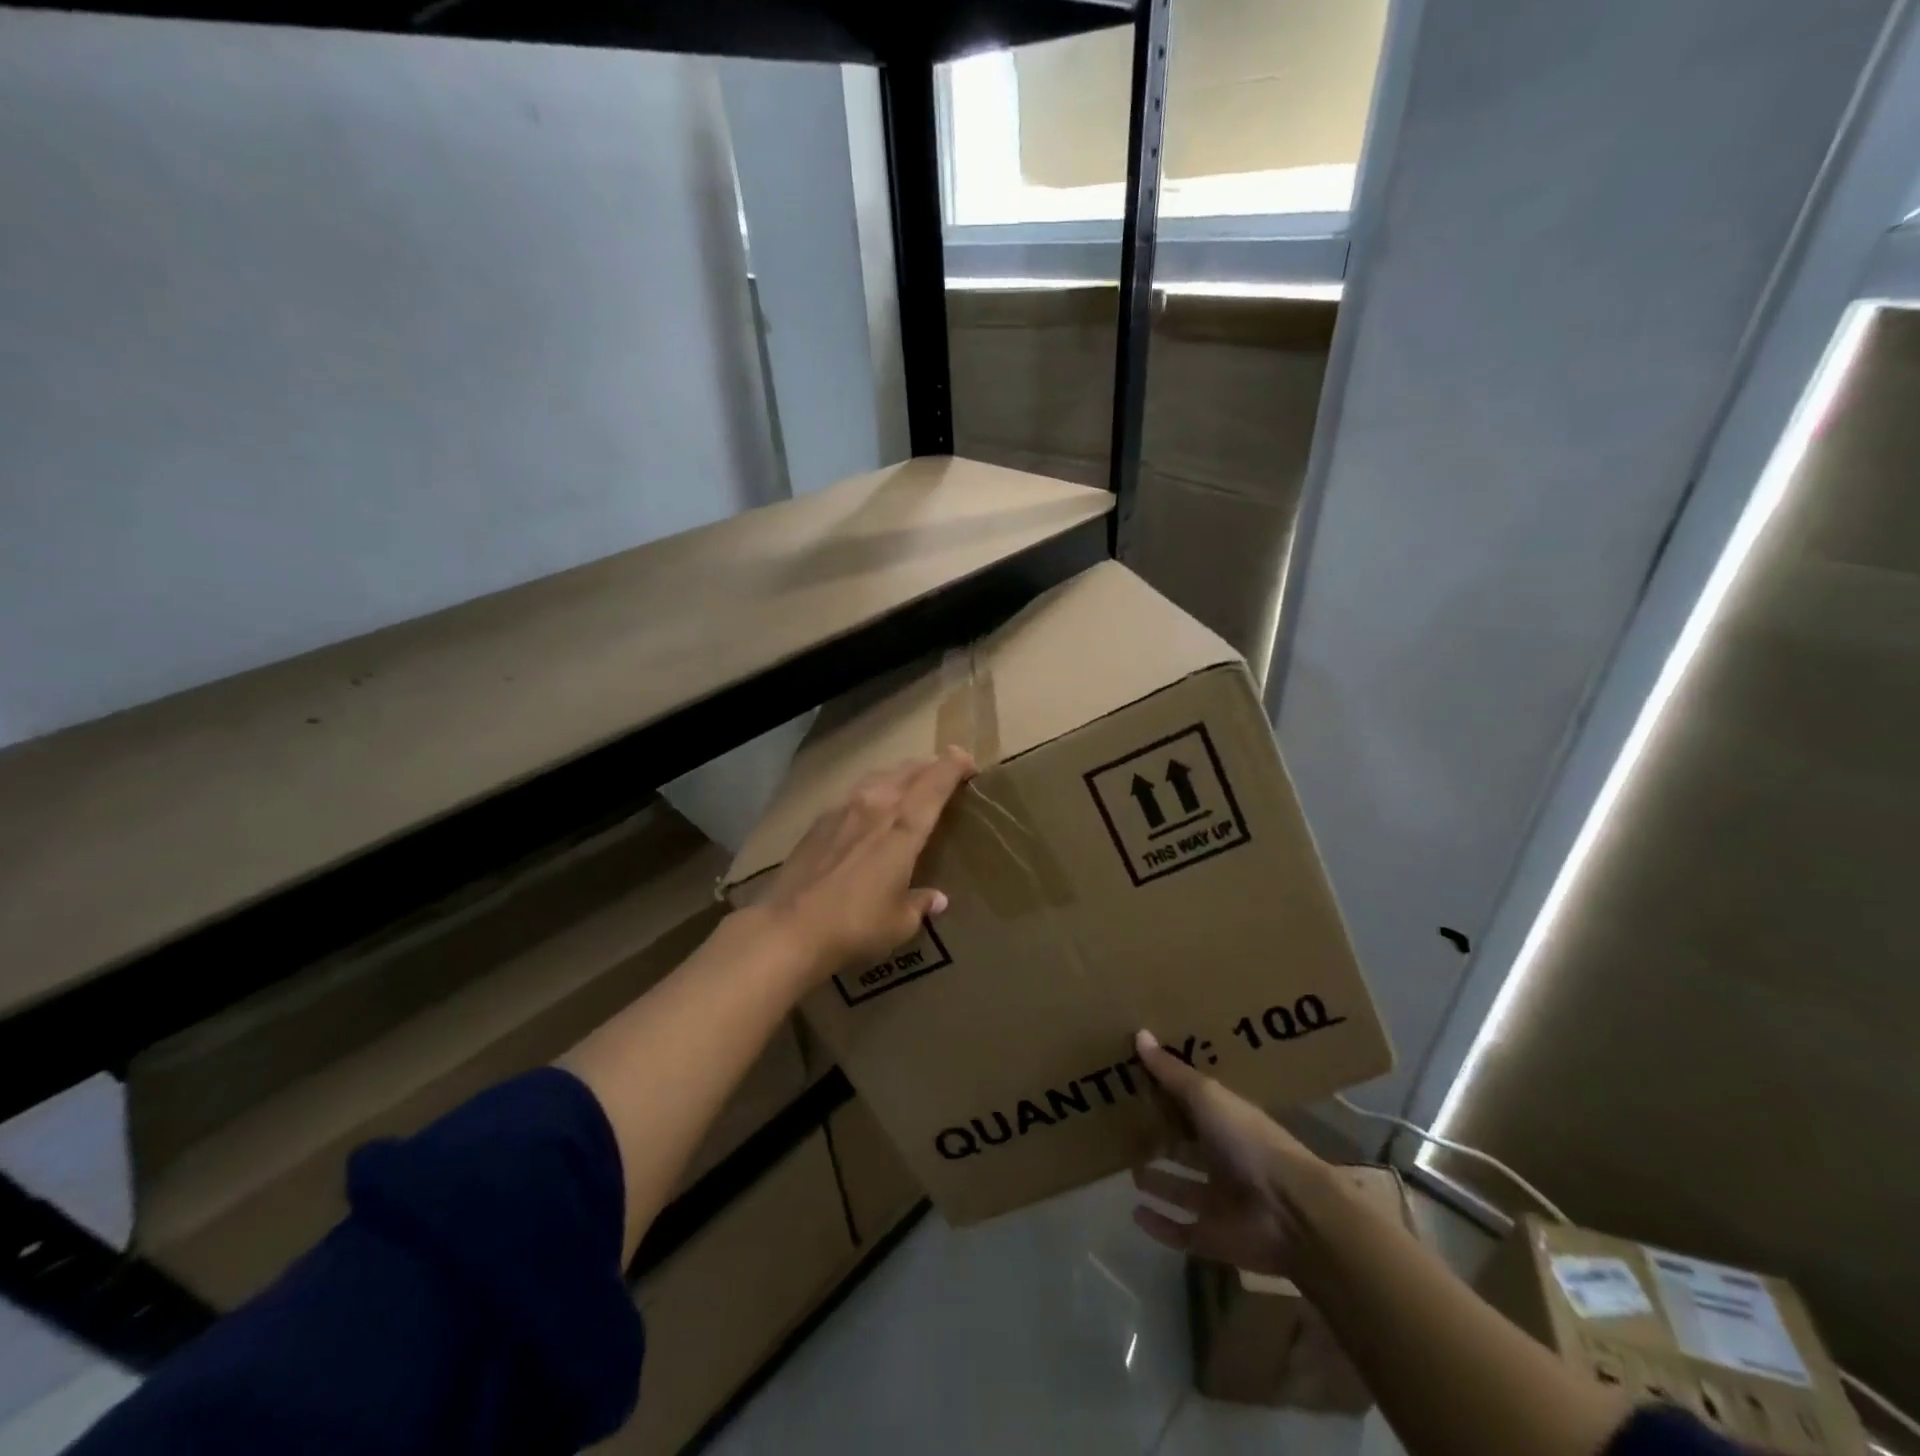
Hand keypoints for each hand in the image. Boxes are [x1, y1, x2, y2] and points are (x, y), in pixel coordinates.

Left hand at [754, 746, 974, 981]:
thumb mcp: (899, 922)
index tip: (969, 762)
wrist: (790, 928)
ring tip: (909, 785)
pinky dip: (872, 794)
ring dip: (900, 775)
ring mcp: (843, 809)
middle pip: (909, 771)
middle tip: (945, 772)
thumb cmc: (856, 925)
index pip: (936, 782)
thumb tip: (936, 899)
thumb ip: (920, 903)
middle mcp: (876, 806)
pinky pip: (855, 795)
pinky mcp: (819, 821)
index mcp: (904, 826)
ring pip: (880, 777)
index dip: (955, 765)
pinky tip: (869, 812)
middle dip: (931, 766)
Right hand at [1130, 1030, 1327, 1277]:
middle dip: (1163, 1141)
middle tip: (1127, 1130)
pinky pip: (1181, 1232)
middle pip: (1188, 1150)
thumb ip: (1172, 1072)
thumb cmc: (1248, 1142)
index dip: (1170, 1098)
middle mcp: (1224, 1162)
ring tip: (1131, 1171)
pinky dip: (1159, 1226)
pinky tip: (1135, 1214)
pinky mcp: (1214, 1239)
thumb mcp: (1208, 1097)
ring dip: (1161, 1182)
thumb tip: (1140, 1032)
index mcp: (1227, 1124)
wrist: (1291, 1213)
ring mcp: (1220, 1203)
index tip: (1138, 1086)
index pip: (1194, 1108)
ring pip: (1183, 1190)